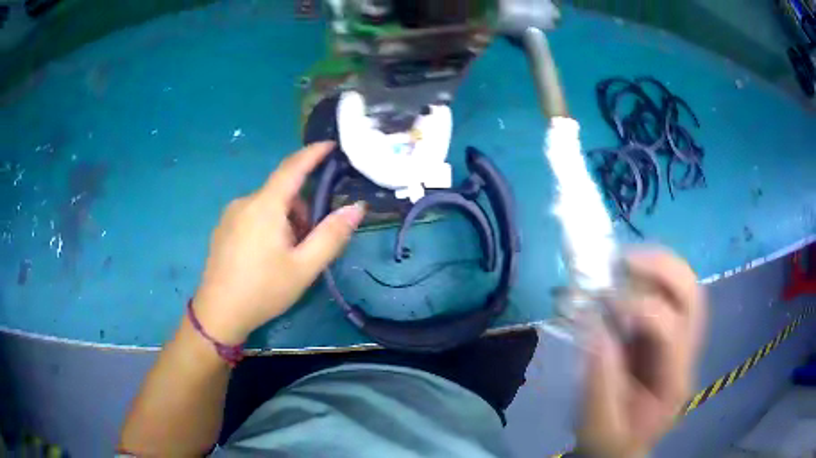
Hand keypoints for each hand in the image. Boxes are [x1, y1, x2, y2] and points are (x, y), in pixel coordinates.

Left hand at [192, 142, 365, 344]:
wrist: (218, 313)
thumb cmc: (263, 290)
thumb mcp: (304, 267)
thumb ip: (331, 235)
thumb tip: (356, 207)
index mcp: (265, 206)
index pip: (293, 167)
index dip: (313, 153)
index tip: (330, 145)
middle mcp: (245, 202)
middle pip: (282, 193)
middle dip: (302, 210)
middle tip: (308, 244)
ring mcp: (230, 215)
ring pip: (268, 206)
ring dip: (285, 221)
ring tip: (287, 256)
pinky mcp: (223, 227)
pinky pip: (253, 215)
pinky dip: (268, 226)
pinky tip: (265, 257)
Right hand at [577, 249, 706, 457]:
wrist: (622, 445)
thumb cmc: (611, 441)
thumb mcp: (598, 426)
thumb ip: (599, 385)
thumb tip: (595, 328)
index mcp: (674, 382)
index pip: (670, 329)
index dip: (639, 308)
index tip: (601, 304)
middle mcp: (687, 354)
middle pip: (692, 294)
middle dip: (661, 268)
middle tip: (622, 261)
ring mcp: (683, 341)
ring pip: (687, 286)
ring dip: (658, 265)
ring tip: (623, 261)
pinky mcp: (670, 334)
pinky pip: (671, 293)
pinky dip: (652, 276)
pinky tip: (629, 275)